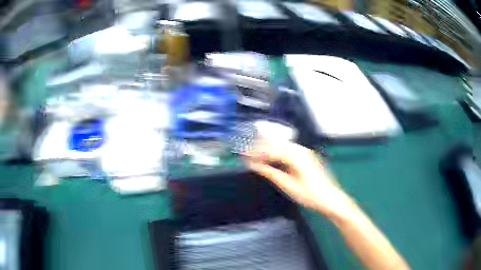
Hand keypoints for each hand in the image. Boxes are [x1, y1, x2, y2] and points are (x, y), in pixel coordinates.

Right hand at [245, 141, 351, 216]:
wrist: (330, 198)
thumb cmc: (310, 195)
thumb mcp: (288, 186)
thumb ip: (271, 173)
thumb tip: (254, 166)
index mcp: (297, 157)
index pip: (272, 150)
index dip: (256, 153)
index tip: (244, 157)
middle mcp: (301, 150)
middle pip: (276, 144)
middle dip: (260, 149)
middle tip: (246, 155)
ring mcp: (305, 152)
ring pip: (282, 146)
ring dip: (268, 150)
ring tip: (255, 156)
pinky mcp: (306, 156)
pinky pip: (288, 150)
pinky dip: (277, 153)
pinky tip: (271, 158)